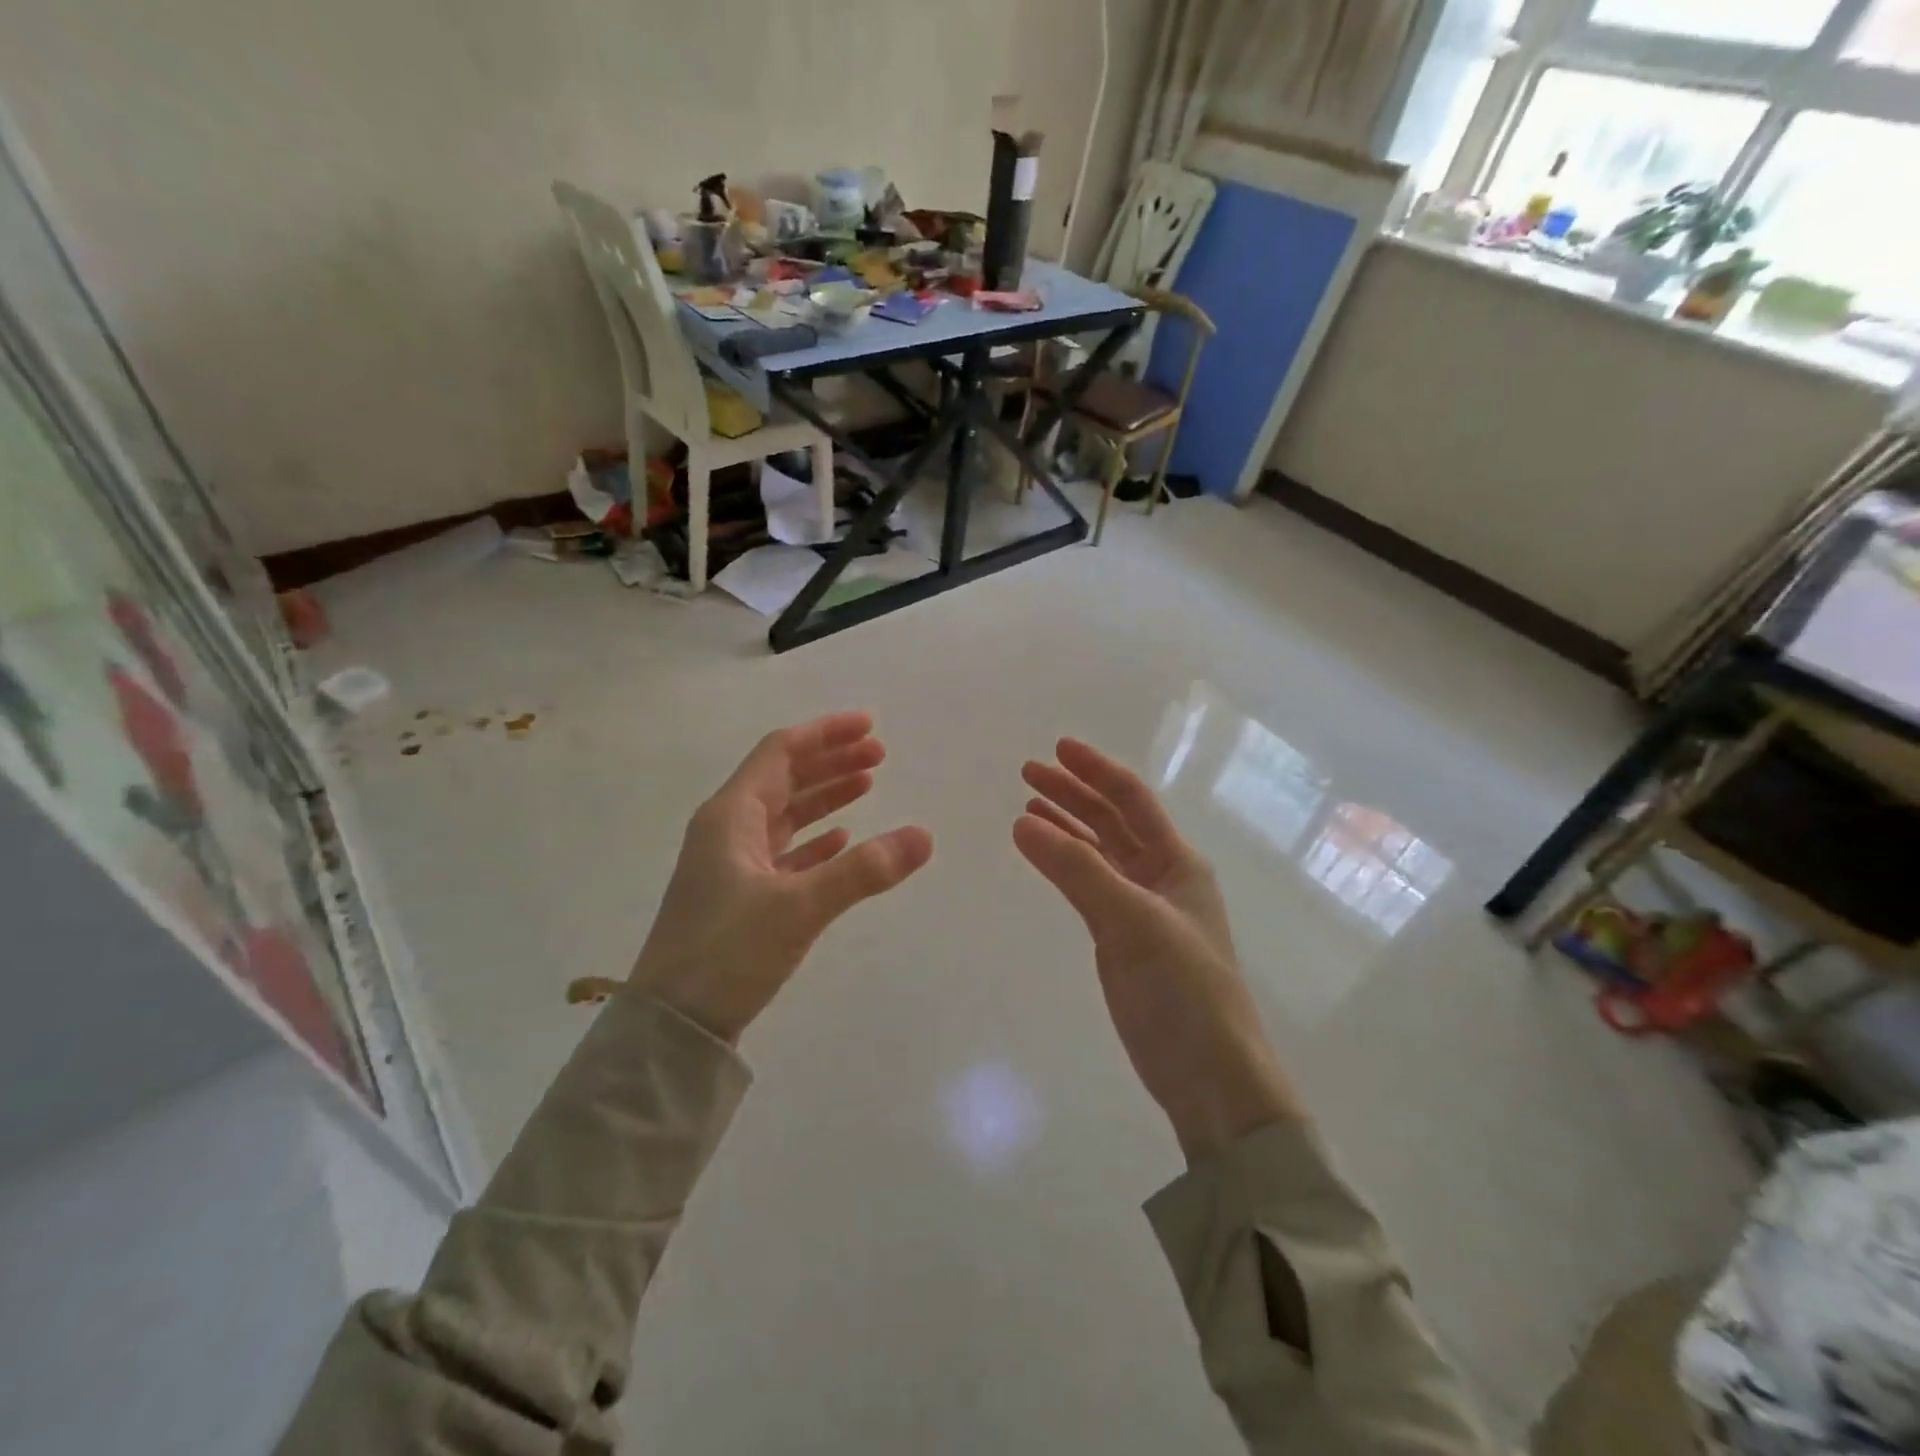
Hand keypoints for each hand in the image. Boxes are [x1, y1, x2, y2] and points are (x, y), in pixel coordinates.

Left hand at [629, 711, 932, 1043]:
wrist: (672, 1025)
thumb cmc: (727, 953)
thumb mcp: (799, 907)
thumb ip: (863, 870)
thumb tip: (924, 836)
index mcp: (731, 816)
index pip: (781, 752)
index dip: (826, 734)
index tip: (870, 726)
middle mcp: (728, 830)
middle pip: (785, 778)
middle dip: (831, 761)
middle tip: (880, 754)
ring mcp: (731, 864)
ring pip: (785, 814)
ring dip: (825, 797)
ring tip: (869, 785)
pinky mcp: (740, 896)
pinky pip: (783, 851)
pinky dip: (814, 840)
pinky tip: (841, 840)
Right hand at [1015, 738, 1304, 1161]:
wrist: (1208, 1075)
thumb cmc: (1184, 989)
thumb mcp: (1132, 921)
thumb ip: (1077, 870)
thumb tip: (1022, 821)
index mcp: (1178, 861)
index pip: (1132, 800)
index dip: (1096, 770)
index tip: (1056, 748)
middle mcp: (1161, 875)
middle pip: (1112, 820)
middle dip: (1072, 794)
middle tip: (1027, 773)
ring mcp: (1141, 907)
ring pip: (1098, 852)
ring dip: (1065, 826)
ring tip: (1025, 807)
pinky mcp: (1121, 937)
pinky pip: (1088, 884)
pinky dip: (1063, 864)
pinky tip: (1041, 853)